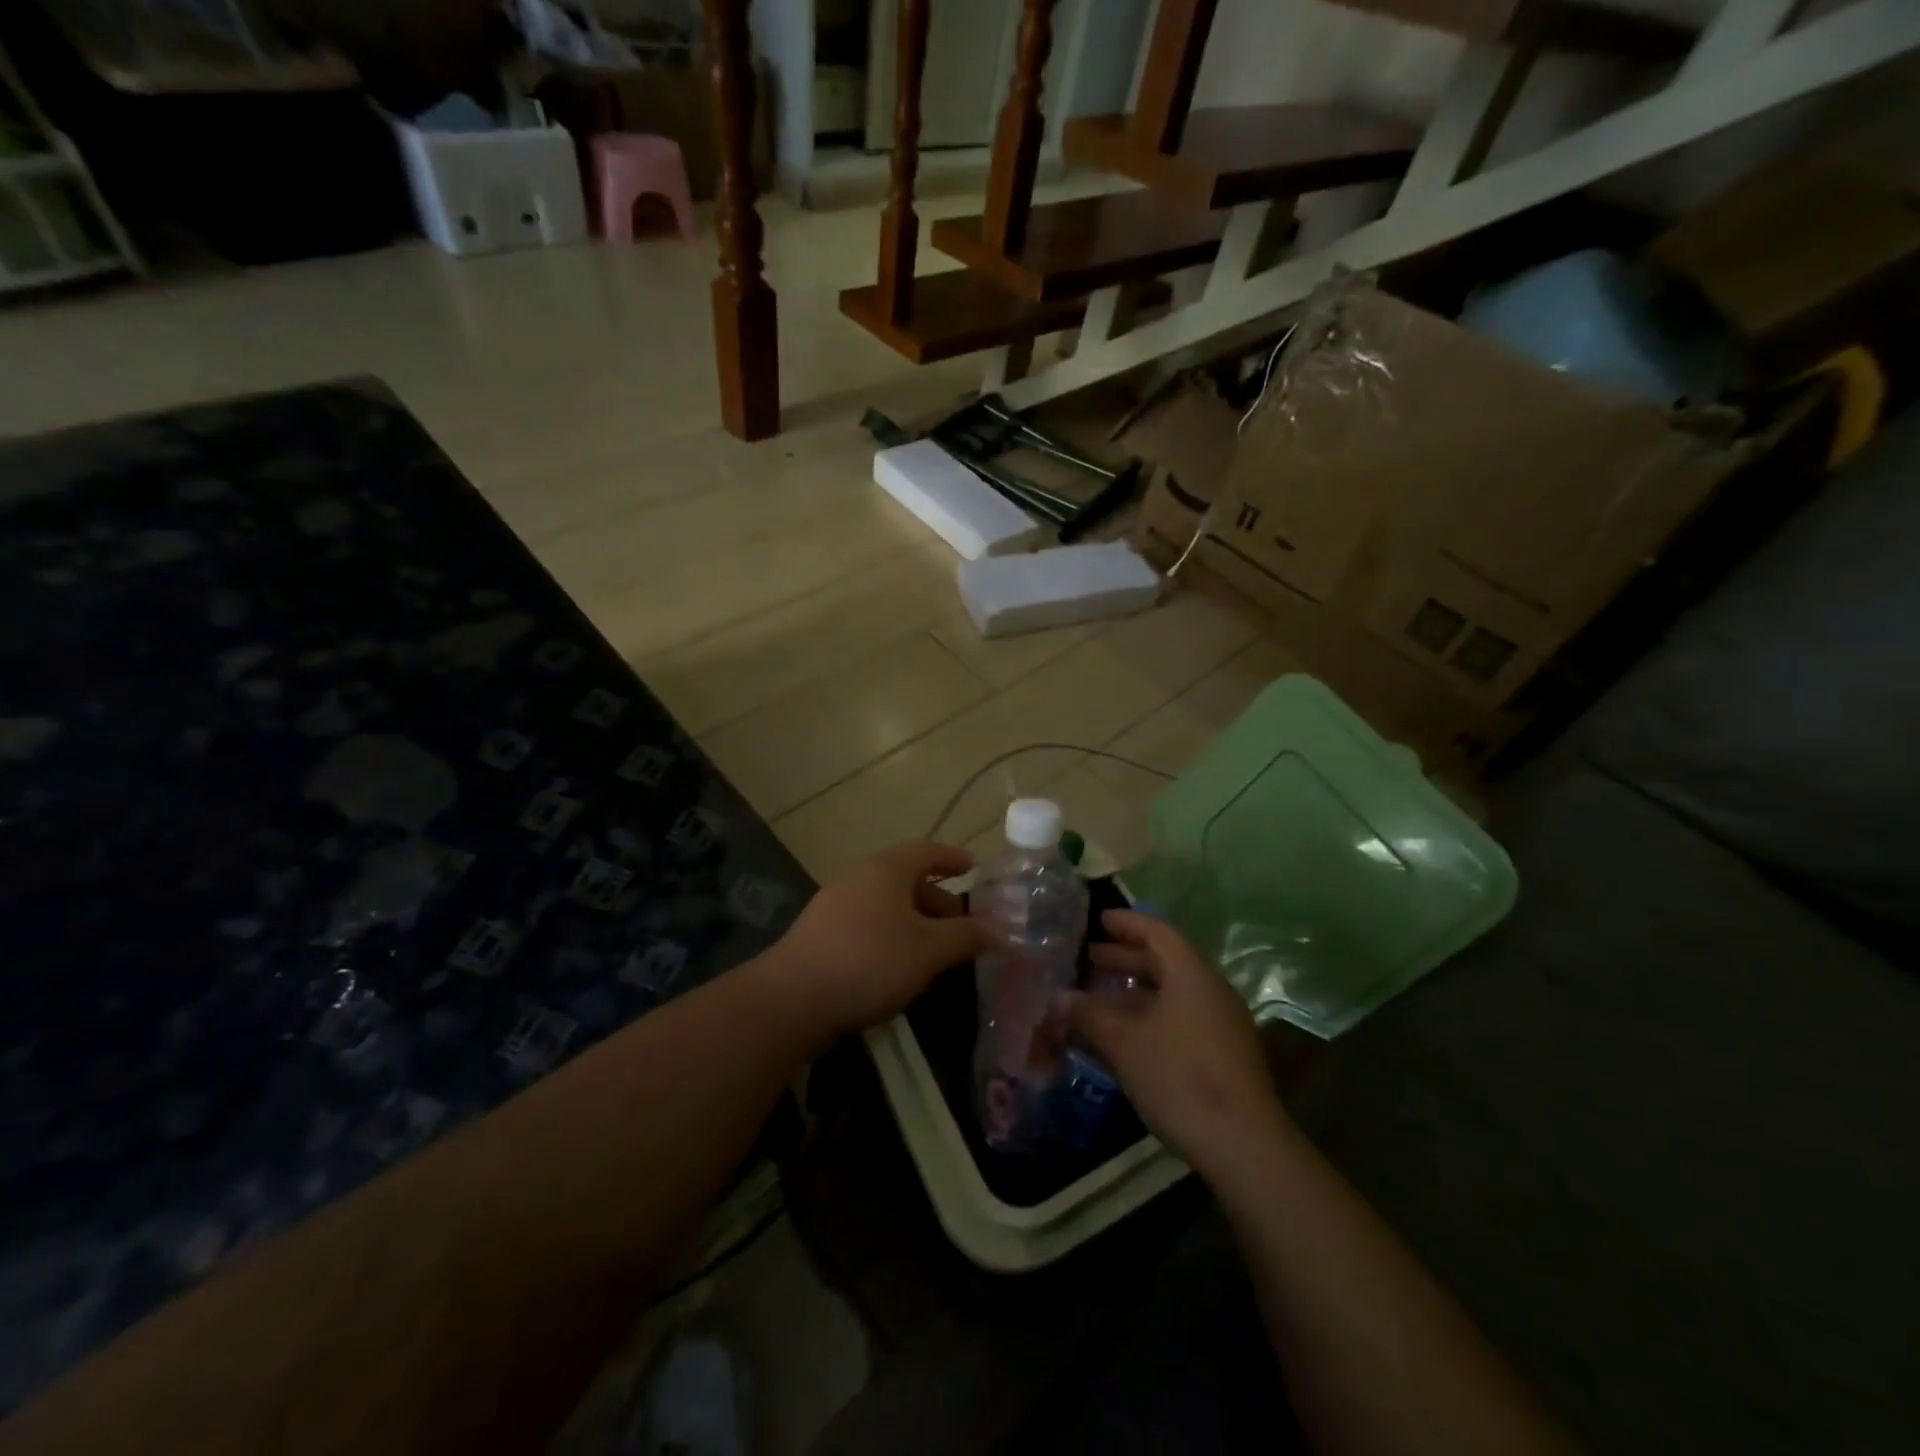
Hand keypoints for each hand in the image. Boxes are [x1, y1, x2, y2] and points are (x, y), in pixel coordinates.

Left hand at [774, 841, 991, 1038]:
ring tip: (937, 951)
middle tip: (963, 925)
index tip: (974, 866)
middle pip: (907, 879)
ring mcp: (835, 905)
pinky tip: (901, 967)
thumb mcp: (929, 950)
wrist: (793, 999)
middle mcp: (859, 877)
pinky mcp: (821, 935)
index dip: (953, 857)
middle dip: (938, 900)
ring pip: (887, 905)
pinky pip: (868, 924)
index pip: (927, 851)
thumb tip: (1002, 931)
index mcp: (886, 869)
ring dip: (916, 922)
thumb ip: (967, 937)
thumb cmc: (871, 961)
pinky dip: (893, 936)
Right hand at [1062, 909, 1286, 1178]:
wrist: (1243, 1145)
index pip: (1157, 931)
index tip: (1097, 920)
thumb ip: (1088, 1015)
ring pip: (1169, 994)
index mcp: (1190, 974)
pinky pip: (1177, 1020)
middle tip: (1086, 959)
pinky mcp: (1221, 1054)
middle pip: (1163, 961)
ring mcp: (1219, 1024)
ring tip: (1094, 998)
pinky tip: (1119, 1038)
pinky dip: (1147, 1018)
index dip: (1126, 923)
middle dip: (1123, 958)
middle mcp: (1209, 990)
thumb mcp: (1124, 1043)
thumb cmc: (1178, 1077)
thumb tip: (1057, 997)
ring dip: (1132, 992)